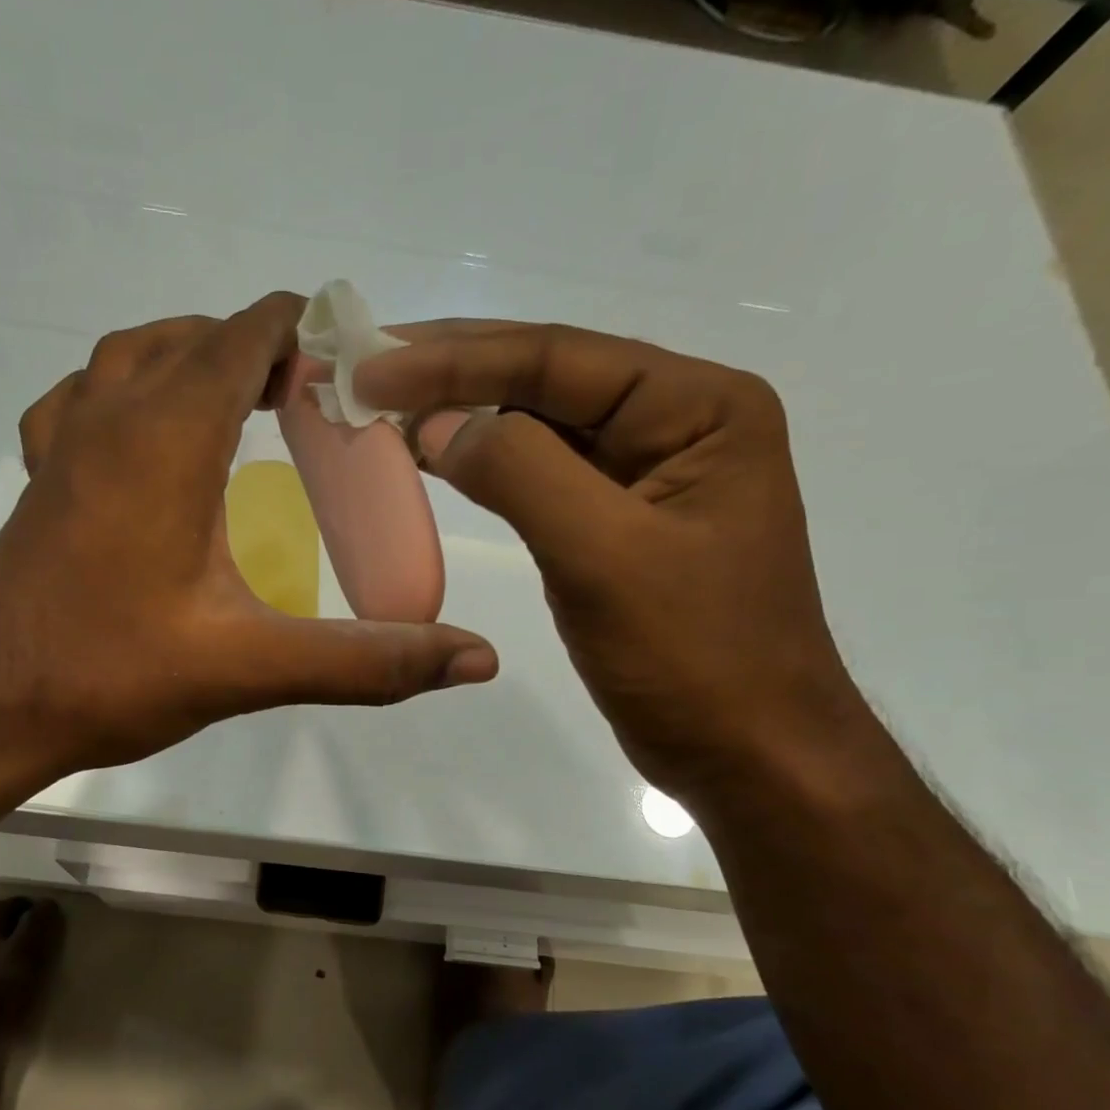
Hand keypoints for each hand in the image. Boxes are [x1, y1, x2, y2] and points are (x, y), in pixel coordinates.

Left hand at [0, 294, 497, 776]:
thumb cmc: (109, 675)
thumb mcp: (250, 667)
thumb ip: (366, 660)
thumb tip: (476, 661)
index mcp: (168, 435)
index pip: (246, 331)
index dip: (308, 330)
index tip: (358, 366)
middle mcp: (110, 416)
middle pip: (195, 335)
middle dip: (262, 349)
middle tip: (317, 402)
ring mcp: (64, 443)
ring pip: (132, 355)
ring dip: (193, 358)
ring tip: (244, 404)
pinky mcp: (41, 480)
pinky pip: (85, 399)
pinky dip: (127, 392)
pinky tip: (148, 440)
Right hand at [355, 321, 864, 800]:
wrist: (746, 752)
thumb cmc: (693, 656)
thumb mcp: (605, 555)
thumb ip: (521, 473)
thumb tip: (437, 425)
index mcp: (697, 407)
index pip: (558, 359)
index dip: (456, 358)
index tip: (372, 368)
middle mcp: (673, 422)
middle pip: (545, 379)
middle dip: (452, 371)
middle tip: (363, 365)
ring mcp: (642, 474)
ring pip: (535, 425)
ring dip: (459, 413)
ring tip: (380, 404)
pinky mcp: (611, 522)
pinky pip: (535, 476)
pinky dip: (479, 465)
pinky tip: (428, 456)